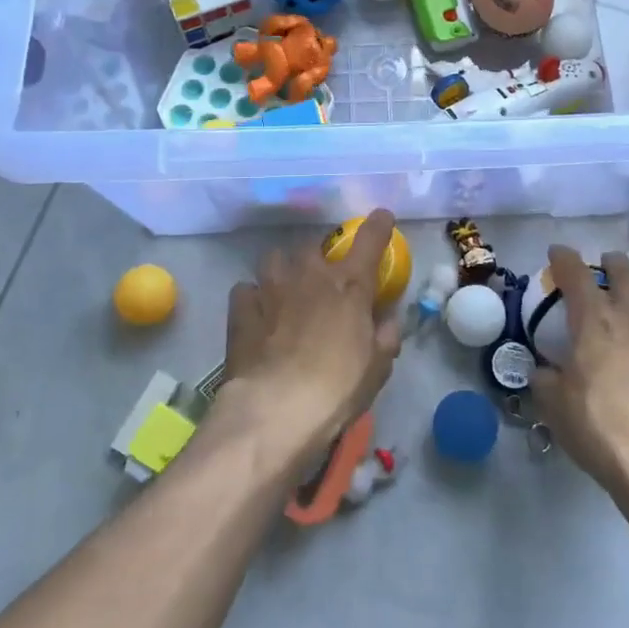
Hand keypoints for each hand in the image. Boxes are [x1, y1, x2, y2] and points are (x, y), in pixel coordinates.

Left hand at [217, 212, 403, 463]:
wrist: (275, 409)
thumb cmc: (336, 389)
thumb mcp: (377, 368)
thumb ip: (385, 337)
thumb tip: (387, 320)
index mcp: (349, 285)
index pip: (370, 240)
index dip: (378, 225)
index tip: (382, 217)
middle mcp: (310, 275)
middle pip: (315, 246)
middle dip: (320, 258)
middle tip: (323, 281)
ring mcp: (271, 287)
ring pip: (276, 258)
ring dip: (284, 270)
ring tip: (286, 290)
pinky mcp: (241, 308)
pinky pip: (246, 289)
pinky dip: (253, 298)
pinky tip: (257, 314)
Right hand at [530, 245, 628, 492]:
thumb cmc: (598, 427)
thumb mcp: (554, 406)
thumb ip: (546, 381)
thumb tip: (545, 373)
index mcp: (594, 322)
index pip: (576, 274)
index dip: (564, 259)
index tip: (557, 253)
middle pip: (627, 275)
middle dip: (614, 264)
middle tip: (607, 263)